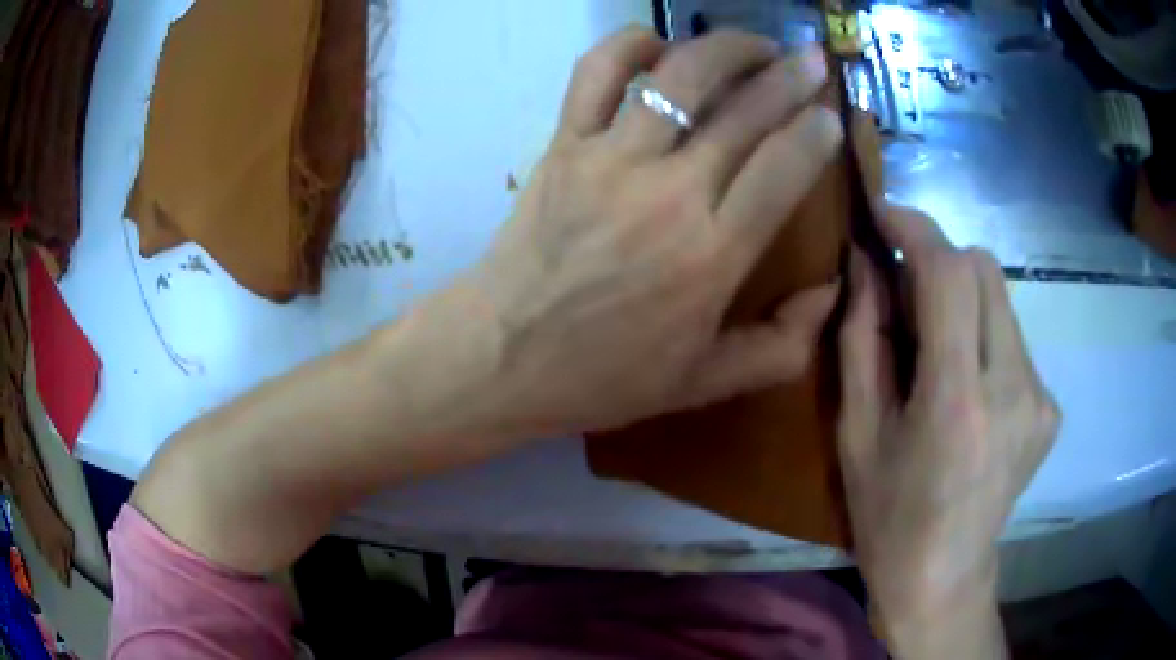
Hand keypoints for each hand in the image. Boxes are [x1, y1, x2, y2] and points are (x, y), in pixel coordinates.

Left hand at [440, 27, 843, 436]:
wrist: (501, 356)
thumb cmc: (602, 376)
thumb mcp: (703, 382)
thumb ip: (780, 346)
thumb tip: (832, 293)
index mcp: (712, 254)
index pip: (784, 167)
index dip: (817, 131)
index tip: (832, 114)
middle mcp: (669, 192)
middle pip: (744, 110)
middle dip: (789, 75)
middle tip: (811, 60)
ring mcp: (610, 159)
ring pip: (680, 75)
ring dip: (726, 47)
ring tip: (754, 44)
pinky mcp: (564, 144)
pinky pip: (596, 72)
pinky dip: (630, 44)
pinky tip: (659, 45)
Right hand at [836, 207, 1059, 654]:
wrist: (944, 579)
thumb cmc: (888, 518)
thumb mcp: (857, 433)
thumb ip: (862, 338)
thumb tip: (866, 264)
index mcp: (958, 402)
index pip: (949, 274)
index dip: (916, 229)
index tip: (884, 213)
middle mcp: (1013, 389)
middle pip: (985, 270)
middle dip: (941, 259)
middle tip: (905, 289)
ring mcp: (1040, 398)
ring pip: (1002, 299)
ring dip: (962, 298)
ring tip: (934, 345)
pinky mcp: (1050, 407)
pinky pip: (1014, 339)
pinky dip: (983, 336)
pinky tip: (966, 383)